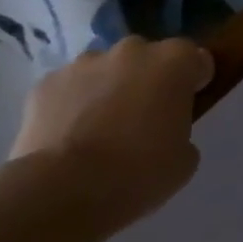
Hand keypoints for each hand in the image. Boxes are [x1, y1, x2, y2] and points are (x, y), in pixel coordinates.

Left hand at [9, 36, 211, 233]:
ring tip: (100, 129)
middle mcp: (133, 50)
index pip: (196, 60)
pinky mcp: (46, 83)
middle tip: (143, 117)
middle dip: (148, 79)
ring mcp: (85, 63)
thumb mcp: (184, 158)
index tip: (187, 105)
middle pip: (148, 58)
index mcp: (175, 61)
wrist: (63, 191)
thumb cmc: (139, 172)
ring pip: (105, 69)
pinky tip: (68, 136)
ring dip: (109, 88)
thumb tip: (165, 132)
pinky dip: (71, 103)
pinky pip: (68, 88)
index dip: (193, 82)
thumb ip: (181, 132)